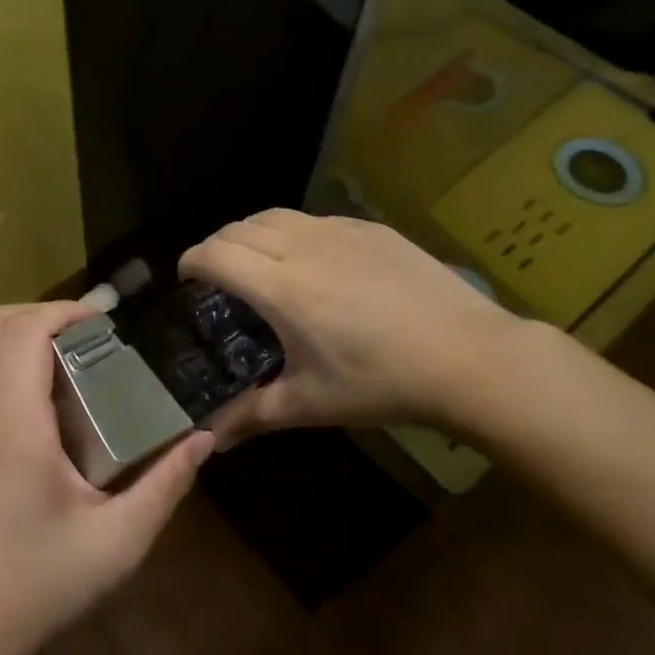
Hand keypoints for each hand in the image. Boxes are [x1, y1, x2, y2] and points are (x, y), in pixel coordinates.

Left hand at [0, 301, 213, 654]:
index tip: (105, 320)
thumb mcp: (118, 542)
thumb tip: (203, 438)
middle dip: (44, 314)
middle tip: (92, 336)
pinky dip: (3, 362)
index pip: (24, 332)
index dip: (64, 309)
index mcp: (14, 426)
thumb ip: (165, 484)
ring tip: (69, 359)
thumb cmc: (39, 585)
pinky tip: (40, 403)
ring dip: (20, 336)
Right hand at [179, 209, 524, 442]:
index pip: (214, 254)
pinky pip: (314, 218)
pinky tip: (311, 262)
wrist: (469, 356)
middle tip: (217, 276)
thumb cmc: (382, 382)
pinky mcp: (370, 228)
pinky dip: (292, 232)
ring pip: (274, 215)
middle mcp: (302, 247)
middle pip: (237, 228)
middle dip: (216, 246)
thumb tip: (207, 440)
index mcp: (280, 288)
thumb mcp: (310, 403)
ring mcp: (339, 231)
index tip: (186, 280)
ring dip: (251, 233)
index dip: (190, 261)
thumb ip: (250, 416)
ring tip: (257, 262)